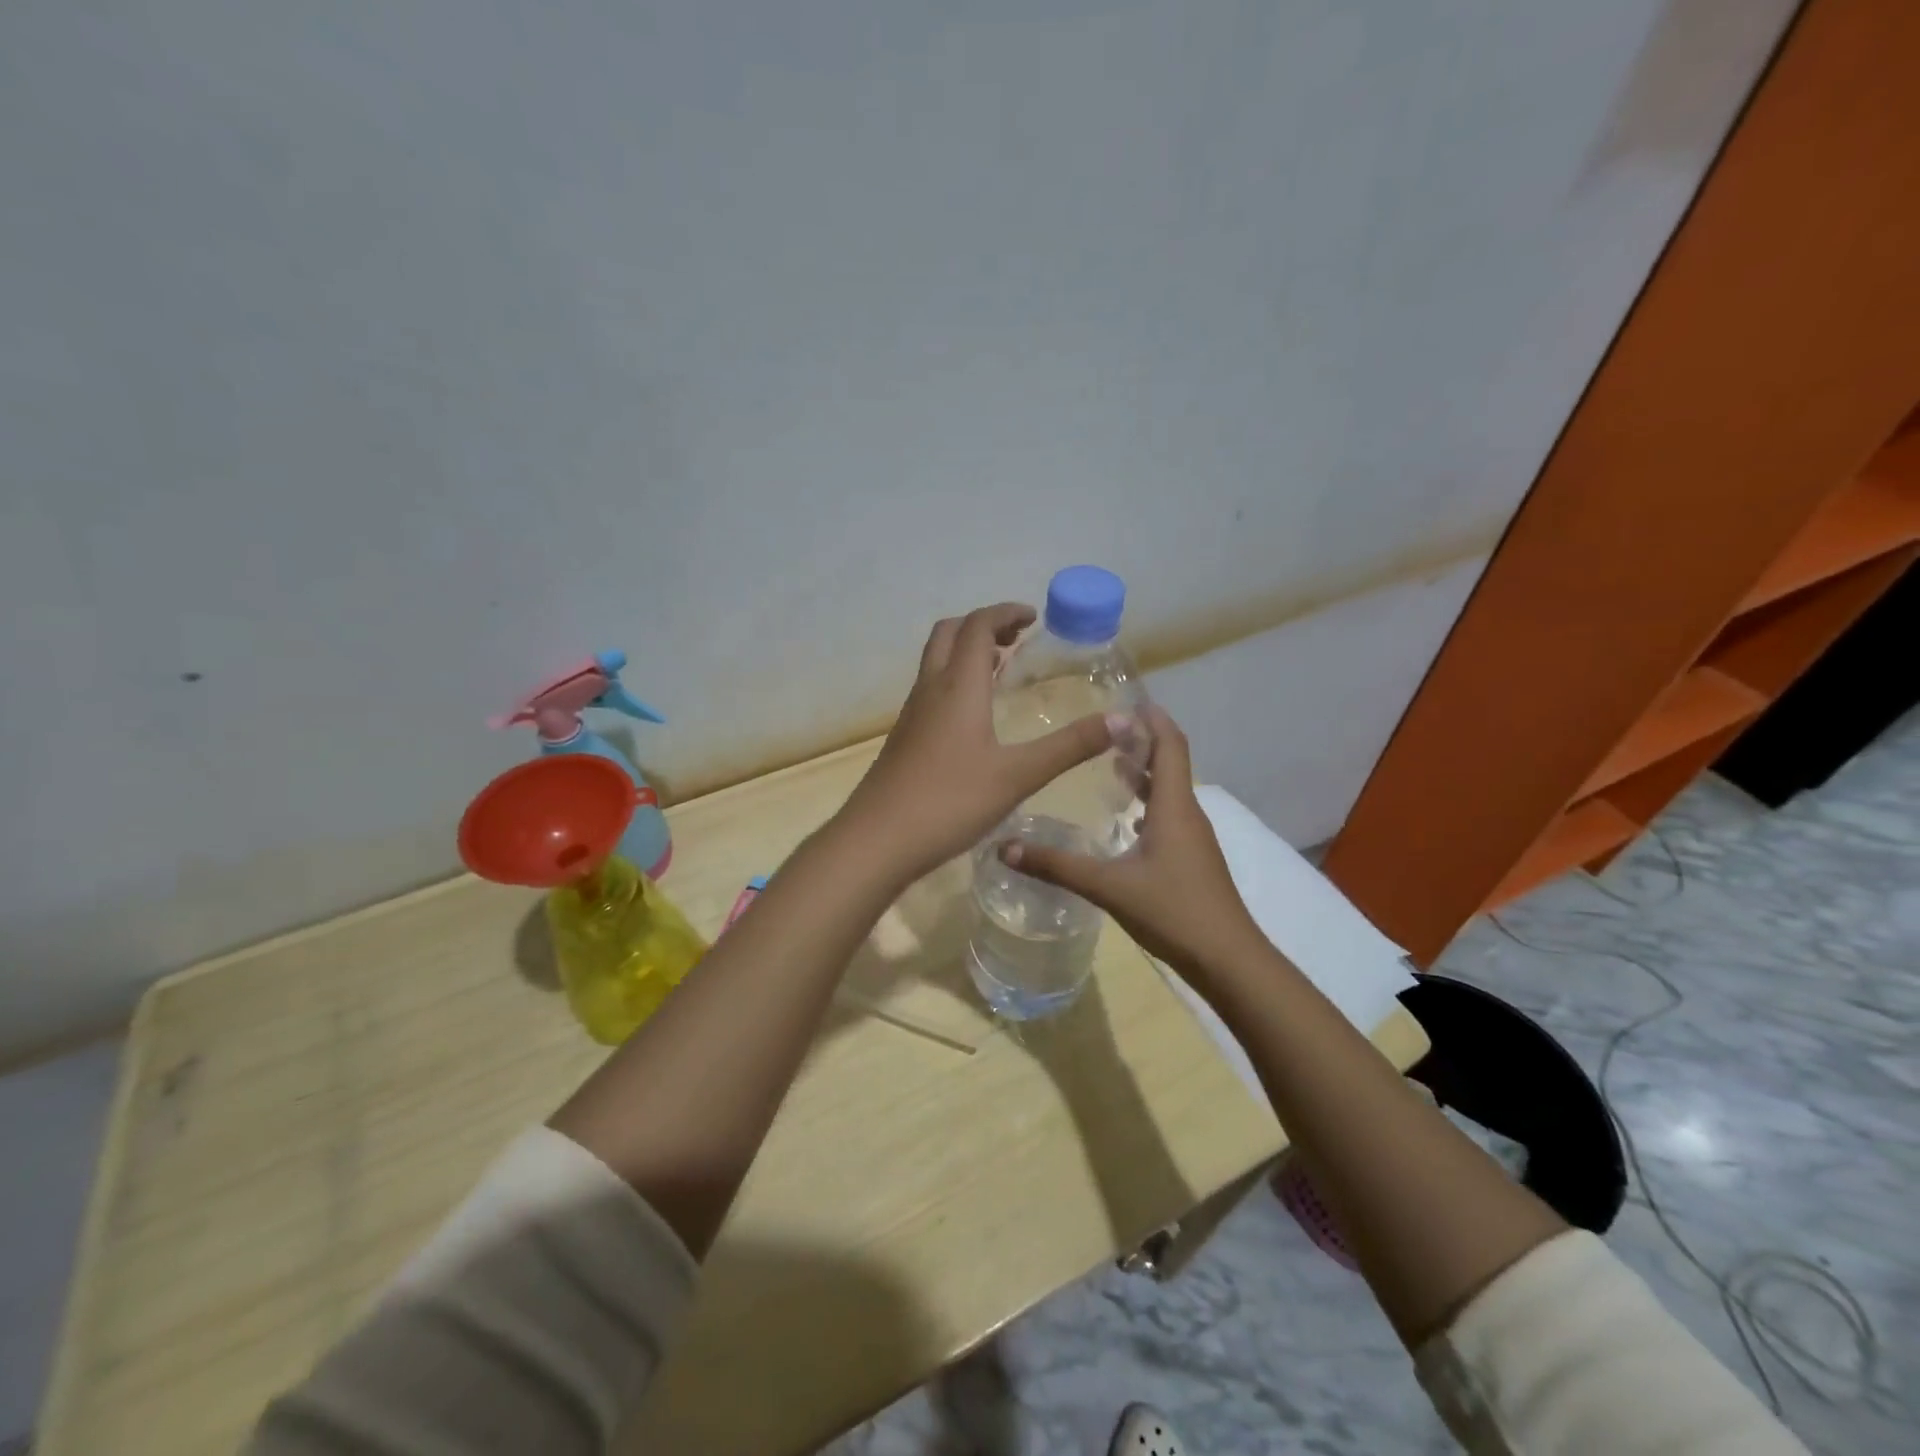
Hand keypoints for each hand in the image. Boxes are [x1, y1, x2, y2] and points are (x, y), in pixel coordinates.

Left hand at [836, 603, 1115, 883]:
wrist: (877, 840)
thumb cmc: (950, 802)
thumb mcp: (1018, 775)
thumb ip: (1070, 746)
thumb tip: (1124, 721)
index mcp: (959, 687)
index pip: (978, 626)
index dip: (1005, 612)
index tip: (1034, 617)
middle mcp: (931, 689)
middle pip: (950, 633)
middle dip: (983, 625)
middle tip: (1016, 637)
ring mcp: (912, 714)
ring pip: (936, 661)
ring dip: (966, 651)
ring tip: (1001, 667)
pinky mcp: (904, 737)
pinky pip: (931, 689)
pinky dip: (955, 680)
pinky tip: (974, 715)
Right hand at [1001, 704, 1265, 976]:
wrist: (1229, 961)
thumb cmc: (1173, 911)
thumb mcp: (1108, 887)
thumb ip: (1056, 866)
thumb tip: (1004, 847)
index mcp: (1174, 806)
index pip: (1170, 745)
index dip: (1151, 718)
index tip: (1124, 699)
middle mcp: (1187, 814)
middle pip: (1170, 762)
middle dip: (1141, 740)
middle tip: (1104, 727)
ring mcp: (1193, 838)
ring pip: (1169, 790)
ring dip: (1144, 771)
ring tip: (1109, 760)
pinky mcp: (1191, 859)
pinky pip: (1169, 814)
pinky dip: (1147, 801)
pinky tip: (1124, 817)